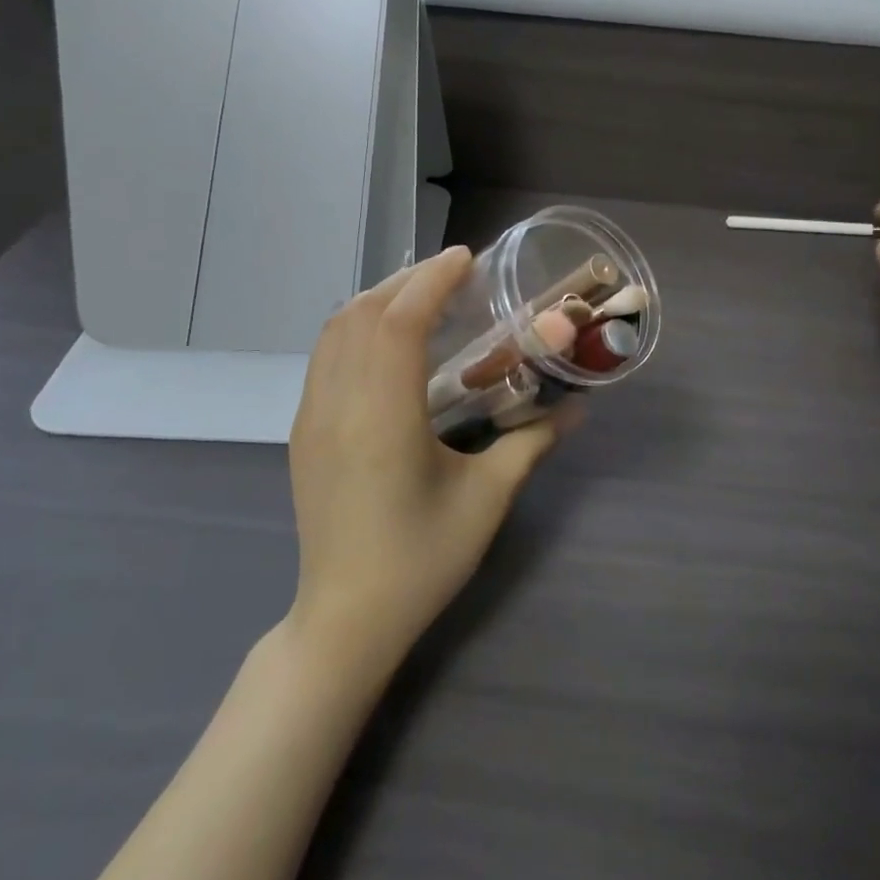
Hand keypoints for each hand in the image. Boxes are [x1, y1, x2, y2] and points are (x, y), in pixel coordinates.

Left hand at [287, 247, 570, 676]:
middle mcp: (337, 405)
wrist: (345, 620)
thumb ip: (532, 443)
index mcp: (382, 418)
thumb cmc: (421, 560)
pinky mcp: (302, 433)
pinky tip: (388, 344)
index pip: (398, 322)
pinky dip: (355, 328)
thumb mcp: (486, 500)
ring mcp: (310, 418)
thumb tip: (578, 409)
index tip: (467, 259)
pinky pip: (324, 358)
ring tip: (422, 297)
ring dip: (377, 300)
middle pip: (360, 313)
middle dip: (406, 280)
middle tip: (453, 274)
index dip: (431, 280)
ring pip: (334, 331)